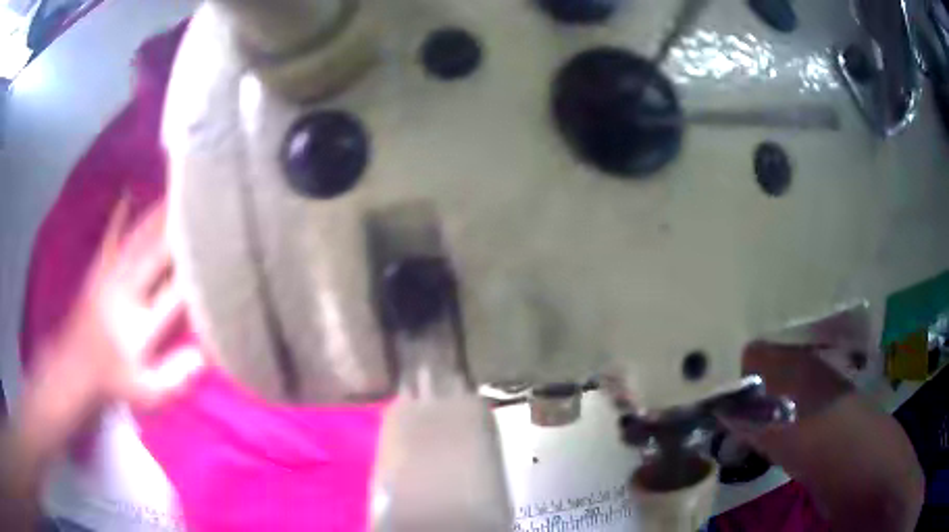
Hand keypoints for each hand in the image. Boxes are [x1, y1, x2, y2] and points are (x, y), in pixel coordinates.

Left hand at [26, 197, 196, 451]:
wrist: (72, 369)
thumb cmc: (111, 381)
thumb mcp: (145, 392)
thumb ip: (174, 377)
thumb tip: (204, 355)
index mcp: (139, 323)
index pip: (176, 292)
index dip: (198, 272)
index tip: (220, 253)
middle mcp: (125, 291)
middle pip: (157, 253)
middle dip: (182, 229)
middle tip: (204, 205)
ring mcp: (109, 276)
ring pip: (137, 239)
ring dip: (159, 215)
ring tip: (180, 193)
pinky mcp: (98, 270)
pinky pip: (111, 237)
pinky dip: (119, 215)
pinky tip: (126, 194)